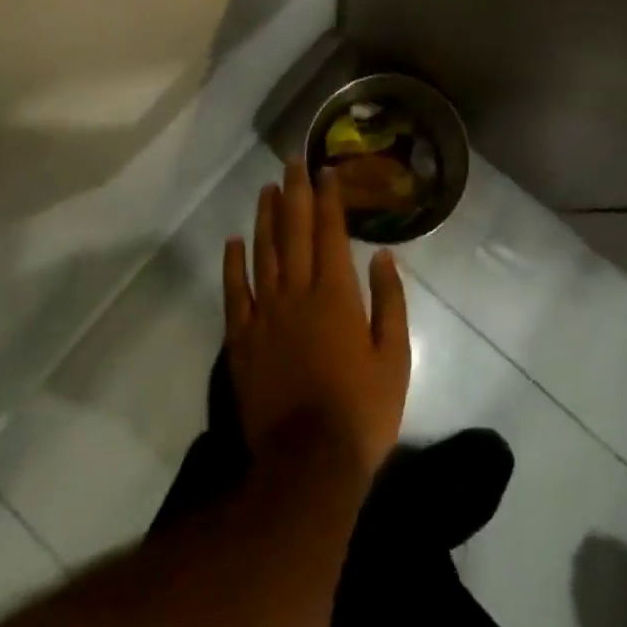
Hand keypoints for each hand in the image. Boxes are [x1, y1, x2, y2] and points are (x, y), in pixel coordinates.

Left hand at [223, 159, 411, 479]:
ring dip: (265, 217)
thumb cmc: (361, 411)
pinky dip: (233, 263)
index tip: (325, 171)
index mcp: (336, 295)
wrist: (308, 464)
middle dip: (294, 193)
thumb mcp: (394, 357)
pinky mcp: (241, 339)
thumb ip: (389, 301)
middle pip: (293, 231)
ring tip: (267, 188)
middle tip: (291, 161)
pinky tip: (234, 240)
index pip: (330, 233)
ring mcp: (264, 315)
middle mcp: (297, 293)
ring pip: (263, 253)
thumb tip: (382, 255)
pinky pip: (234, 292)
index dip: (328, 199)